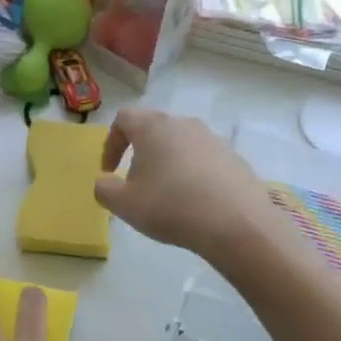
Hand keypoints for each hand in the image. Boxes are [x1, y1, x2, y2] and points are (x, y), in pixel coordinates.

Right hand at [93, 108, 277, 265]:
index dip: (111, 142)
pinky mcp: (234, 158)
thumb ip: (104, 190)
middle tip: (137, 184)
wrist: (236, 222)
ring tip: (167, 195)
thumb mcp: (124, 204)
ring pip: (180, 144)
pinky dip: (192, 175)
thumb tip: (104, 182)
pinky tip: (195, 203)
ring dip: (168, 164)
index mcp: (154, 127)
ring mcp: (213, 139)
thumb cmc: (170, 206)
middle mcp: (184, 124)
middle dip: (140, 153)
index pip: (124, 118)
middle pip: (154, 129)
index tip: (110, 170)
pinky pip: (204, 161)